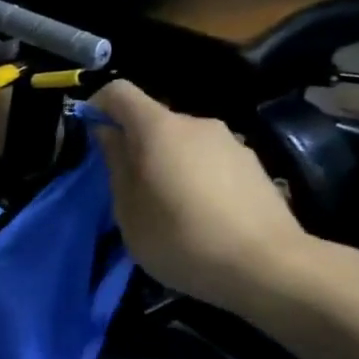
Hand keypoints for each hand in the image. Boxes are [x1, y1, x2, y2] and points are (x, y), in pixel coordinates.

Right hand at [90, 79, 327, 318]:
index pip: (119, 92)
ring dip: (166, 164)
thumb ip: (116, 164)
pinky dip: (194, 178)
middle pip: (153, 121)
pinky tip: (199, 216)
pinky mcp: (253, 165)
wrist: (268, 266)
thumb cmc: (180, 238)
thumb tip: (108, 133)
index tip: (90, 135)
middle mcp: (197, 124)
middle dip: (134, 145)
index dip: (98, 106)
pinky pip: (208, 161)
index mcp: (159, 129)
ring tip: (165, 208)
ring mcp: (230, 142)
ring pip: (182, 143)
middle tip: (127, 190)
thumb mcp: (129, 210)